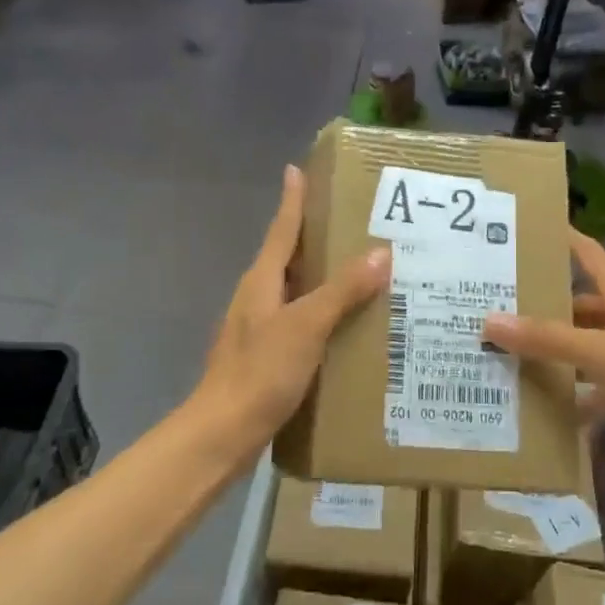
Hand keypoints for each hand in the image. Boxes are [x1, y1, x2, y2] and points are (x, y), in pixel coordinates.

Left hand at [190, 164, 389, 449]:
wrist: (222, 434)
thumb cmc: (260, 372)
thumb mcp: (306, 326)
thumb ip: (342, 290)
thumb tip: (381, 252)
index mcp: (261, 281)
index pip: (281, 230)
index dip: (291, 200)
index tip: (296, 169)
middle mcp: (257, 298)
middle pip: (287, 256)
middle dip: (314, 236)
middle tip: (350, 219)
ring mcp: (258, 328)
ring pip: (295, 290)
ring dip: (321, 276)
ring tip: (359, 268)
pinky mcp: (266, 356)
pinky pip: (299, 320)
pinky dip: (322, 312)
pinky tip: (346, 323)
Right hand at [482, 229, 604, 456]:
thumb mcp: (600, 351)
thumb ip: (546, 338)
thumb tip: (490, 320)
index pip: (586, 252)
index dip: (560, 237)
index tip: (524, 228)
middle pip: (578, 301)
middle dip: (542, 303)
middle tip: (495, 302)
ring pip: (583, 343)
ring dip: (554, 350)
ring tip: (507, 351)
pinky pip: (594, 383)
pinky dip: (573, 392)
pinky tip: (541, 405)